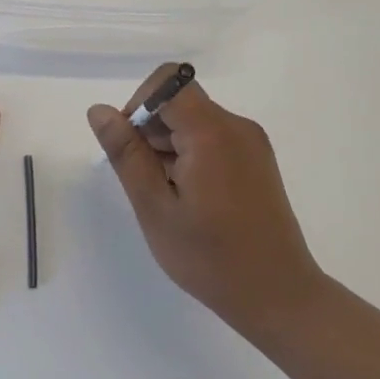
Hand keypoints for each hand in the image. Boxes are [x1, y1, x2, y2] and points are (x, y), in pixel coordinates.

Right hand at [88, 66, 321, 337]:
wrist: (280, 297)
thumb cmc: (210, 258)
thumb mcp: (155, 208)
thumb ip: (126, 154)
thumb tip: (99, 111)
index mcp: (212, 132)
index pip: (167, 81)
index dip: (139, 104)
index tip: (131, 148)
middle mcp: (236, 126)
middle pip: (179, 100)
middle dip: (150, 130)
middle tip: (145, 182)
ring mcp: (251, 143)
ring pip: (194, 119)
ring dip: (169, 145)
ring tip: (168, 196)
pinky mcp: (257, 160)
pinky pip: (212, 137)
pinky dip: (190, 154)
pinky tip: (189, 198)